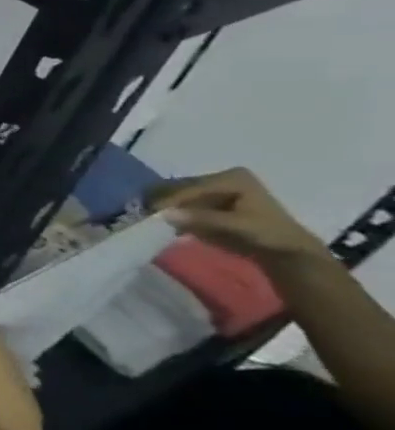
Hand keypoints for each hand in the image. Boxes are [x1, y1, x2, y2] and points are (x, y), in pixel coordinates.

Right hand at [148, 167, 328, 267]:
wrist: (286, 251)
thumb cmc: (268, 235)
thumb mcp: (238, 226)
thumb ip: (204, 219)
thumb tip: (164, 215)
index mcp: (233, 178)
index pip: (192, 186)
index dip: (170, 198)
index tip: (151, 212)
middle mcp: (220, 178)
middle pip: (180, 187)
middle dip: (162, 201)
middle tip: (144, 216)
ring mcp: (213, 189)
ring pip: (176, 194)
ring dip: (163, 207)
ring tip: (149, 219)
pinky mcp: (208, 201)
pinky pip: (180, 203)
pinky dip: (169, 212)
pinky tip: (162, 222)